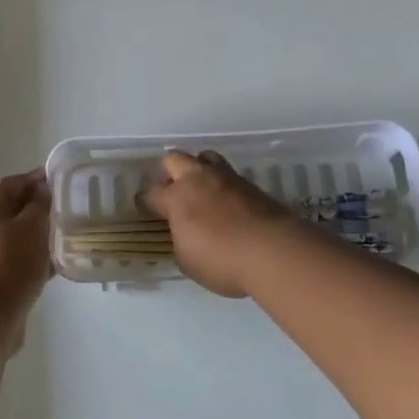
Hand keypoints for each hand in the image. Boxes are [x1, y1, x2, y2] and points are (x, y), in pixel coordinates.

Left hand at [0, 169, 51, 326]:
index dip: (35, 179)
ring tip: (61, 239)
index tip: (58, 180)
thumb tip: (41, 191)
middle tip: (63, 211)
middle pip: (8, 210)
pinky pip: (8, 260)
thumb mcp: (32, 228)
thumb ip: (39, 205)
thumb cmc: (10, 264)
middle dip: (35, 209)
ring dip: (33, 236)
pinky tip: (50, 266)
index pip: (11, 184)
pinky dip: (27, 259)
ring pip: (10, 237)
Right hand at [140, 150, 299, 297]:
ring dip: (199, 169)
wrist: (273, 251)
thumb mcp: (188, 260)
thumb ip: (180, 241)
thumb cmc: (222, 260)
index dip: (145, 201)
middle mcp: (198, 180)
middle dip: (169, 172)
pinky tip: (228, 203)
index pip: (151, 193)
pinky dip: (224, 185)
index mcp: (176, 198)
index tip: (146, 208)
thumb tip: (184, 233)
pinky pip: (229, 175)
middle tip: (173, 191)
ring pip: (206, 158)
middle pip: (175, 159)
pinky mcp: (251, 185)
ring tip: (202, 189)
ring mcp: (227, 178)